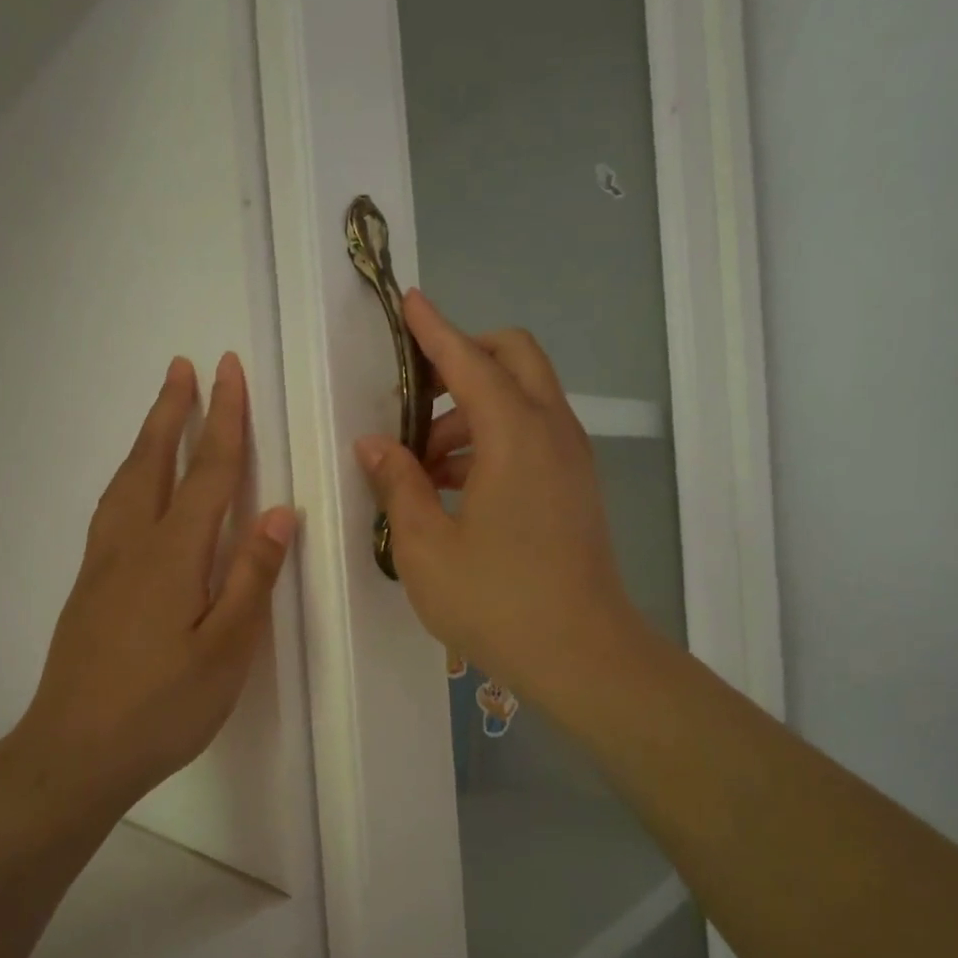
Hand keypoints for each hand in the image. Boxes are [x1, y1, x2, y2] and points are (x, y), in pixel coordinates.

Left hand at [12, 353, 294, 808]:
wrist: (74, 752)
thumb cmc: (163, 706)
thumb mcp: (226, 650)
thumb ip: (252, 578)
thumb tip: (278, 514)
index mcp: (173, 556)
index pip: (206, 473)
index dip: (222, 420)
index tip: (228, 371)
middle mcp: (132, 545)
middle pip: (153, 463)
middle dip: (173, 412)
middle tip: (184, 367)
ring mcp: (102, 565)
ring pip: (124, 482)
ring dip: (146, 439)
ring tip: (160, 411)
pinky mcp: (88, 587)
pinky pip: (110, 509)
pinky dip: (127, 477)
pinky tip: (132, 488)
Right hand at [353, 291, 642, 707]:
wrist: (582, 655)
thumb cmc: (496, 601)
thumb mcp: (426, 546)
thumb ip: (398, 484)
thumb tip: (375, 445)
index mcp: (514, 435)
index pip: (469, 360)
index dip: (434, 329)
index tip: (408, 302)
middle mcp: (552, 431)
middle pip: (514, 357)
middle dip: (464, 357)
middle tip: (415, 394)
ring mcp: (571, 459)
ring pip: (524, 398)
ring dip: (474, 407)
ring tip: (423, 461)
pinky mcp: (576, 486)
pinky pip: (534, 434)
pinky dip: (495, 436)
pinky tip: (455, 485)